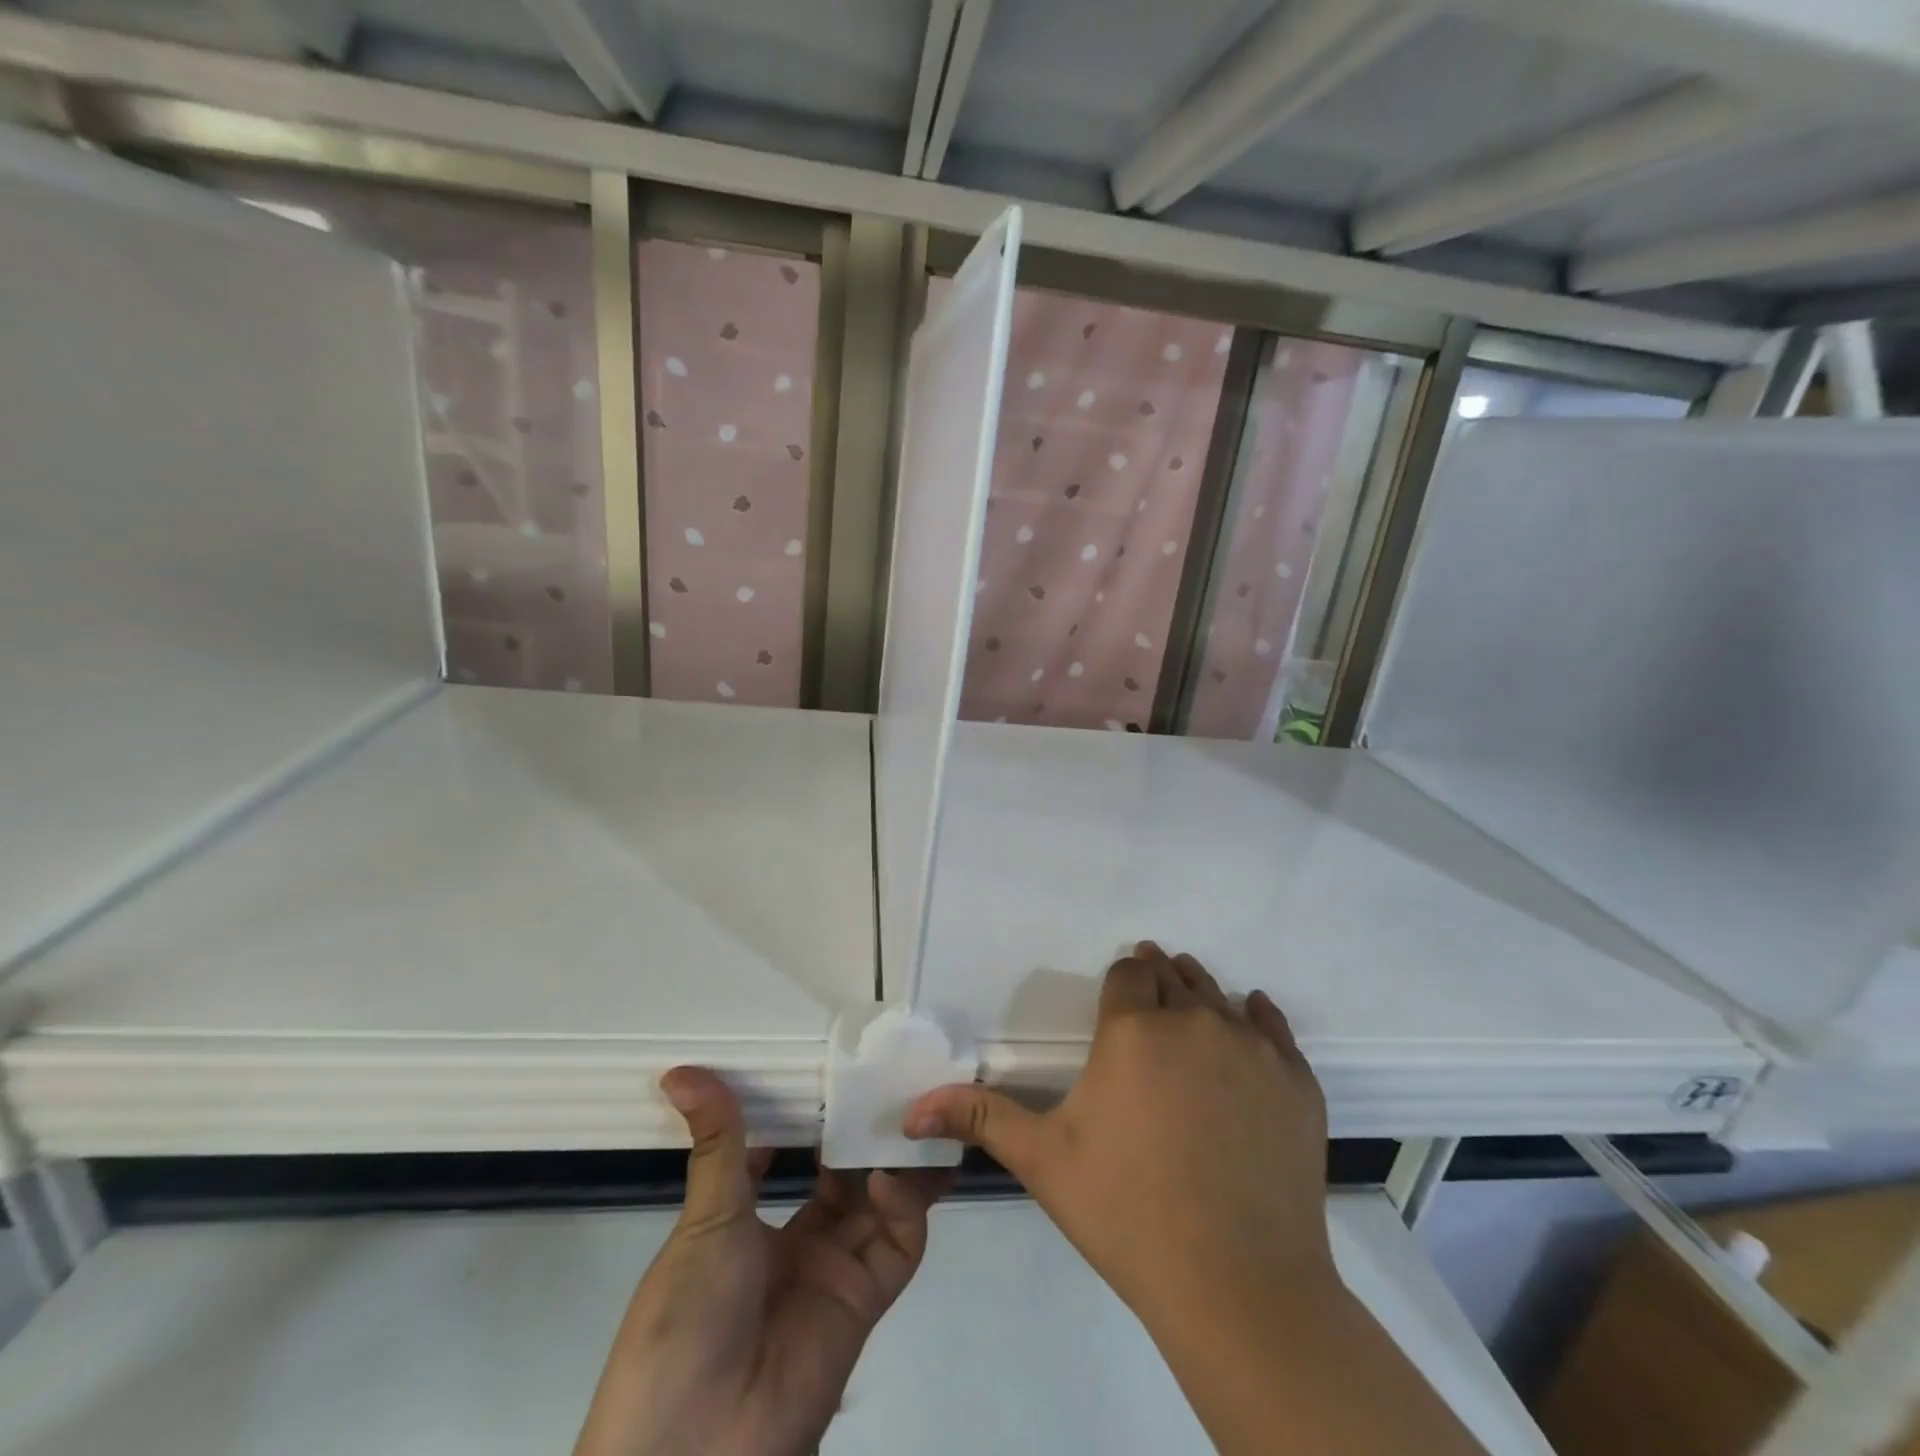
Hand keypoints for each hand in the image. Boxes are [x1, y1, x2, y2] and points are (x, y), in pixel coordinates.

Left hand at [574, 1067, 944, 1455]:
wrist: (696, 1447)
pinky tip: (886, 1171)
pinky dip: (904, 1204)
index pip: (789, 1156)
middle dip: (863, 1132)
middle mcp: (799, 1243)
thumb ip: (717, 1141)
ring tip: (906, 1109)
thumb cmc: (685, 1318)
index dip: (810, 1117)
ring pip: (880, 1202)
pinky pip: (898, 1243)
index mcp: (750, 1224)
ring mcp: (835, 1271)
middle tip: (886, 1078)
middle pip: (844, 1175)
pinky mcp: (866, 1299)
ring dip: (894, 1159)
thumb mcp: (703, 1221)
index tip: (831, 1068)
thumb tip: (681, 1072)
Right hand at [904, 942, 1336, 1328]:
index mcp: (1134, 1030)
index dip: (1121, 981)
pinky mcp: (1296, 1080)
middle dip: (1156, 980)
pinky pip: (1274, 1027)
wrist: (1240, 1286)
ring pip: (1219, 995)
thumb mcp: (1044, 1161)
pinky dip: (1257, 1020)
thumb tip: (913, 1107)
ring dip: (1199, 995)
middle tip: (1148, 1003)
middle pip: (1174, 975)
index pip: (1128, 973)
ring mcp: (1252, 1048)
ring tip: (1188, 1012)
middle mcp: (1194, 1020)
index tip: (1118, 996)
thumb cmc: (1128, 1213)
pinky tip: (1249, 1026)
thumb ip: (981, 1118)